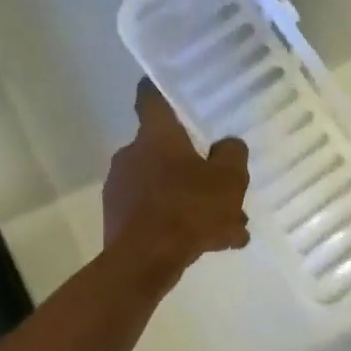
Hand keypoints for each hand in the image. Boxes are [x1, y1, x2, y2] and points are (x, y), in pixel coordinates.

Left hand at [102, 80, 249, 275]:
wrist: (145, 261)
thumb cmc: (188, 208)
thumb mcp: (229, 179)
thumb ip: (232, 155)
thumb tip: (228, 145)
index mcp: (156, 136)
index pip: (151, 99)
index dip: (159, 91)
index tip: (167, 89)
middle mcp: (131, 155)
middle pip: (165, 151)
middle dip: (194, 168)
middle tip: (222, 186)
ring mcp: (121, 189)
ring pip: (165, 187)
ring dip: (193, 202)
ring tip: (227, 228)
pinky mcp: (118, 221)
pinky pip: (157, 215)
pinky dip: (180, 224)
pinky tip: (209, 245)